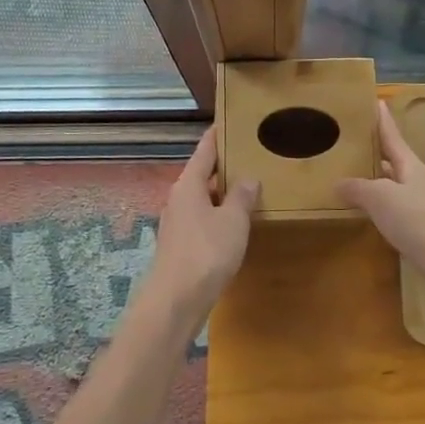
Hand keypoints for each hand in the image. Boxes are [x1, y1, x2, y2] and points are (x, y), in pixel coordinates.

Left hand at [149, 130, 258, 316]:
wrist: (175, 301)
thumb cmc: (206, 252)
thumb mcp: (233, 221)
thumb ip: (242, 197)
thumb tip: (248, 178)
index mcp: (189, 185)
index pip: (204, 151)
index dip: (217, 136)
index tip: (228, 122)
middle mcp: (178, 198)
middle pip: (202, 174)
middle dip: (223, 166)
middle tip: (249, 155)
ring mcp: (176, 223)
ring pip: (202, 199)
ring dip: (222, 193)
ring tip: (248, 188)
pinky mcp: (179, 245)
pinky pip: (202, 219)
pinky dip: (218, 215)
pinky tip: (234, 224)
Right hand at [339, 103, 424, 291]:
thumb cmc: (420, 221)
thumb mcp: (381, 199)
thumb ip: (358, 188)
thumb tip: (337, 182)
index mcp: (409, 164)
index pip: (391, 134)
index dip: (381, 118)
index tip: (373, 99)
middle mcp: (416, 179)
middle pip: (391, 158)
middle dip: (372, 148)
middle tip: (346, 139)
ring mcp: (421, 204)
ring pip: (391, 184)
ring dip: (373, 178)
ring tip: (347, 174)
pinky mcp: (422, 229)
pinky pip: (394, 208)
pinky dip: (378, 205)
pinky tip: (365, 212)